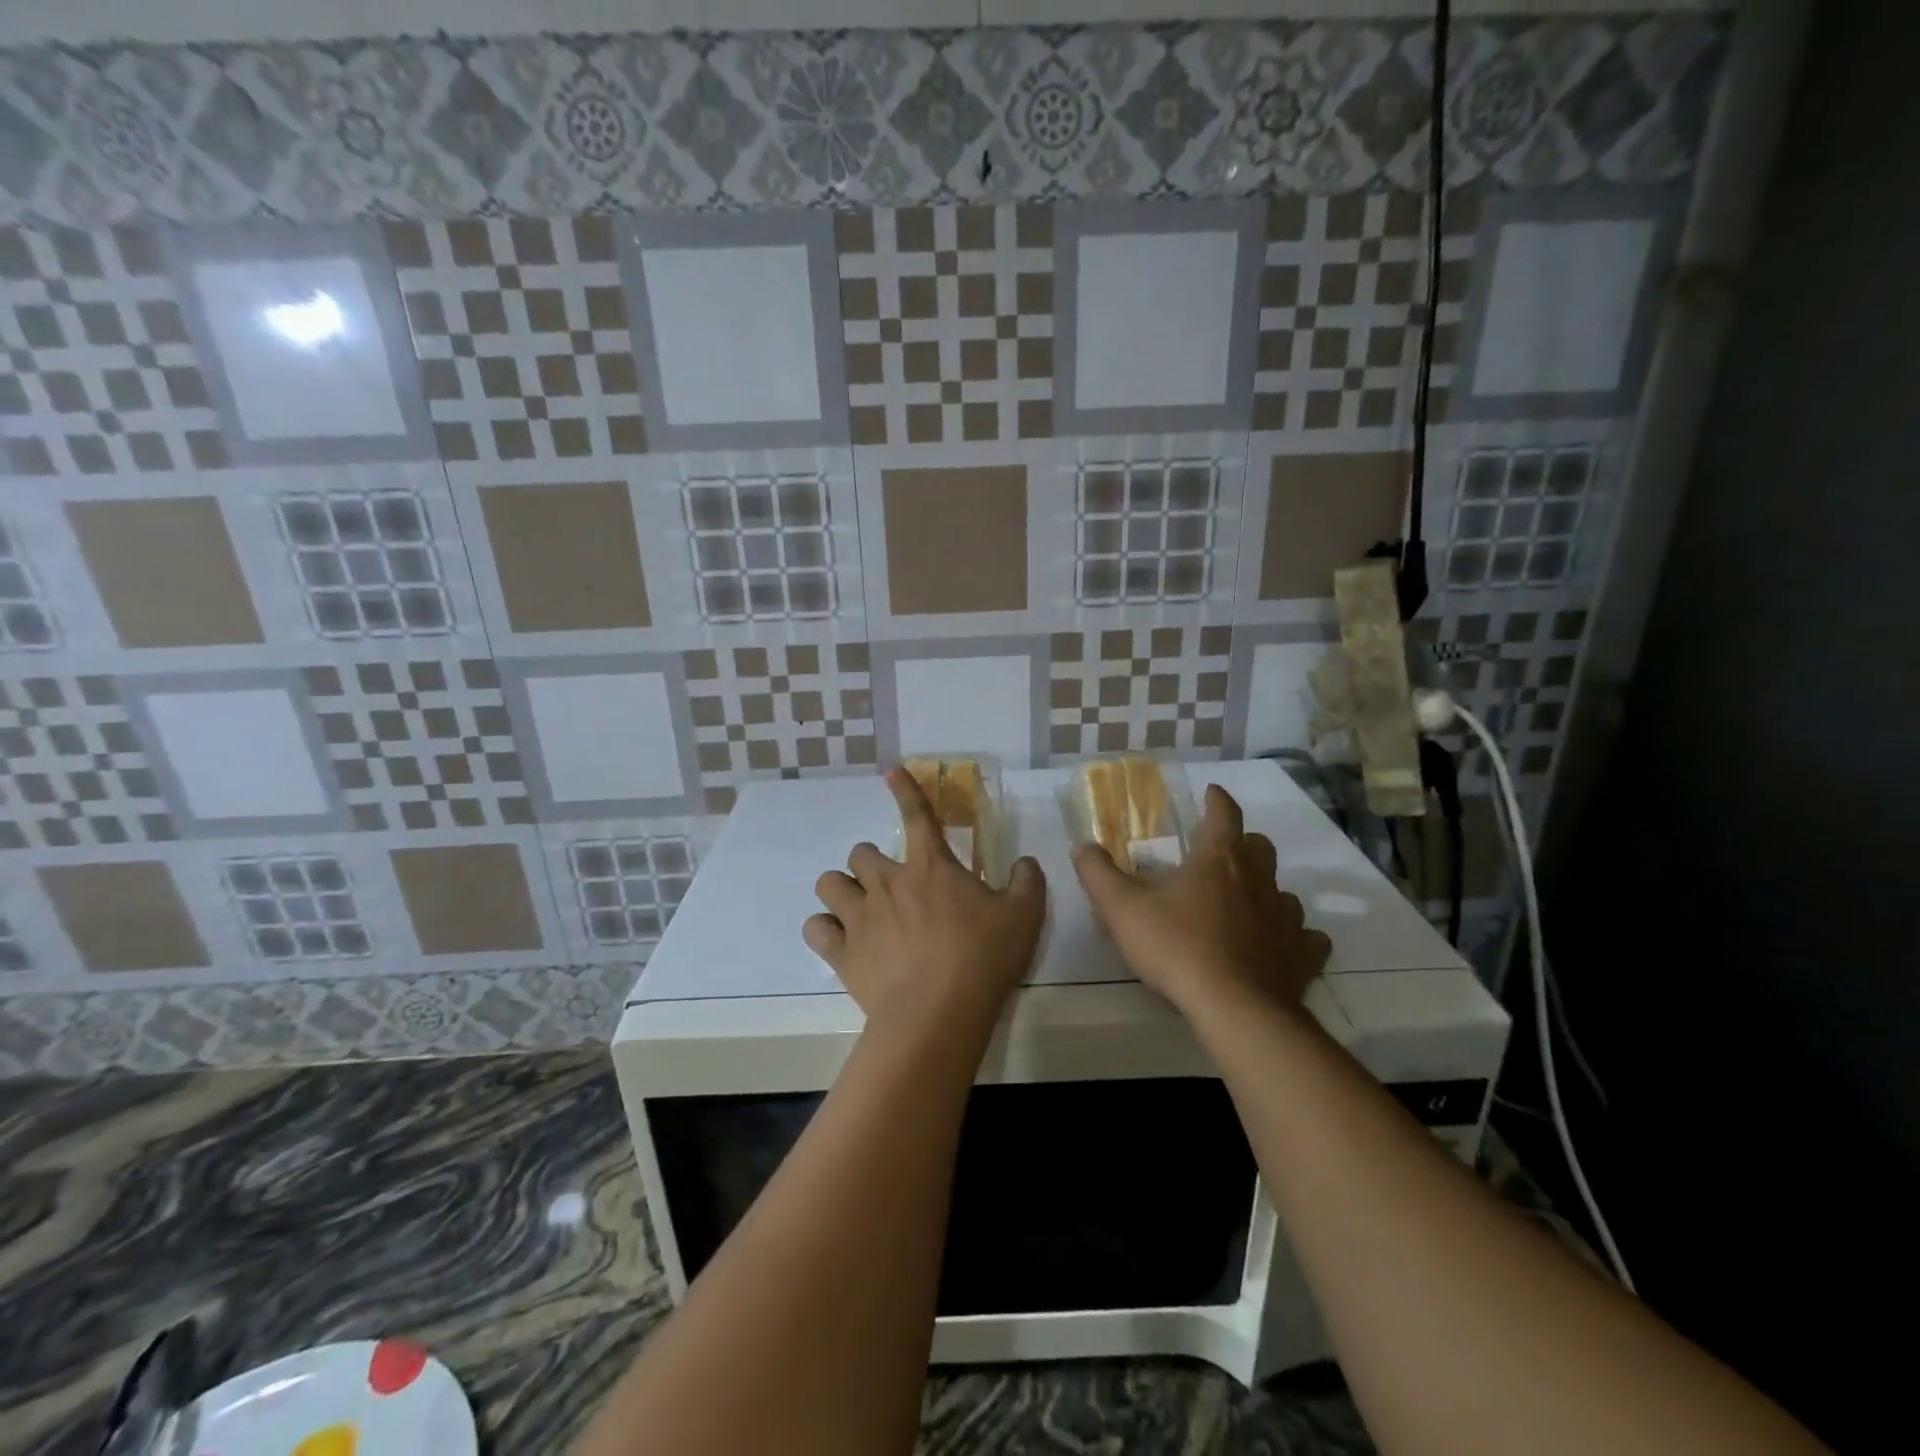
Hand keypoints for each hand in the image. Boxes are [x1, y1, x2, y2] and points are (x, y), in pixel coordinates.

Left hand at [806, 767, 1046, 1036]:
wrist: (938, 1012)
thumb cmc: (983, 958)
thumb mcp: (1024, 916)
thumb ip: (1027, 881)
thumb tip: (1026, 861)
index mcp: (930, 867)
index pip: (916, 816)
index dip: (904, 790)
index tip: (890, 772)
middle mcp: (888, 882)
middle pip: (860, 852)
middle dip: (871, 862)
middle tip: (890, 884)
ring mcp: (860, 916)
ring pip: (829, 883)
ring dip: (842, 889)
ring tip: (858, 907)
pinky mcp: (842, 952)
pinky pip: (816, 928)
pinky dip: (825, 929)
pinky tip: (839, 939)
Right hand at [1073, 783, 1330, 1018]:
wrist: (1235, 1008)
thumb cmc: (1177, 947)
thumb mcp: (1122, 909)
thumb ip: (1098, 874)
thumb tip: (1083, 848)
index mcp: (1218, 859)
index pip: (1224, 813)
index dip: (1217, 800)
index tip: (1212, 793)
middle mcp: (1258, 879)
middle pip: (1259, 847)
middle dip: (1242, 844)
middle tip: (1219, 856)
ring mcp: (1286, 917)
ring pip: (1283, 891)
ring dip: (1265, 892)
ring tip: (1243, 906)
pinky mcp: (1302, 955)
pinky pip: (1306, 938)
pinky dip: (1293, 937)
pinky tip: (1278, 948)